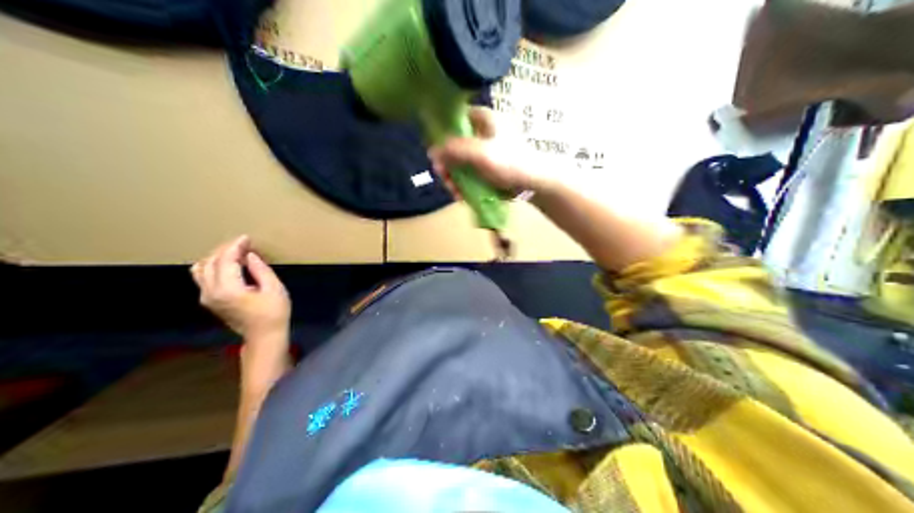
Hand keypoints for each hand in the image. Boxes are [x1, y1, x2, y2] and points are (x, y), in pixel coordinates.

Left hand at [190, 234, 290, 341]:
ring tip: (233, 254)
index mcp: (228, 289)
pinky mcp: (208, 301)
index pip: (226, 259)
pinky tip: (227, 266)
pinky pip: (202, 277)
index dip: (236, 246)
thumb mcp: (274, 289)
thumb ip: (260, 269)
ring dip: (216, 257)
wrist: (264, 337)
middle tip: (243, 244)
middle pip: (211, 261)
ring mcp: (207, 298)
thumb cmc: (273, 313)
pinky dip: (212, 266)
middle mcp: (211, 292)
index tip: (247, 238)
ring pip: (201, 268)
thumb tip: (249, 256)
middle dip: (226, 250)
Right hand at [426, 106, 548, 195]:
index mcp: (485, 119)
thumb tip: (431, 151)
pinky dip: (466, 183)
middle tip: (444, 178)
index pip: (456, 117)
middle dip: (448, 164)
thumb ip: (454, 150)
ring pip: (463, 161)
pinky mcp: (492, 167)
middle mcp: (485, 131)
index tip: (436, 152)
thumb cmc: (510, 163)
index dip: (443, 133)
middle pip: (456, 144)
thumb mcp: (480, 154)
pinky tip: (462, 196)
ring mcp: (488, 151)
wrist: (537, 183)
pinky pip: (472, 173)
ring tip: (455, 192)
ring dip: (455, 177)